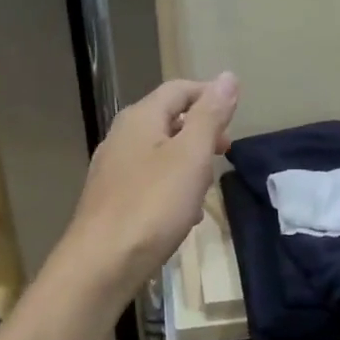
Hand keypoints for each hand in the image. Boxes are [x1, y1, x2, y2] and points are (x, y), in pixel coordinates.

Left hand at [59, 73, 240, 300]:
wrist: (102, 263)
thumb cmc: (152, 205)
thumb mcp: (191, 155)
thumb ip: (210, 116)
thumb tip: (227, 77)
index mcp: (139, 118)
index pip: (179, 89)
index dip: (209, 95)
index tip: (236, 113)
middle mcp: (121, 137)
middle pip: (168, 120)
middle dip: (201, 131)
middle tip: (225, 151)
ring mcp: (113, 170)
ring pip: (160, 153)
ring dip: (188, 163)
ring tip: (208, 186)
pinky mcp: (111, 200)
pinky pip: (149, 181)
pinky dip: (172, 187)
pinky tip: (184, 214)